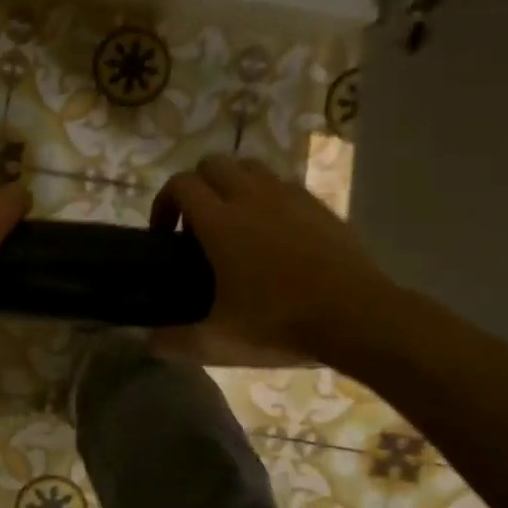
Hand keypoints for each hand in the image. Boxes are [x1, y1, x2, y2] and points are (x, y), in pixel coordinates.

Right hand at [149, 155, 396, 365]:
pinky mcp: (319, 205)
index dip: (164, 202)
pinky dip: (267, 196)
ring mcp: (289, 197)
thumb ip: (176, 342)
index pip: (181, 184)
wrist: (359, 317)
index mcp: (220, 222)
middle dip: (197, 186)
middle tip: (196, 225)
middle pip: (213, 164)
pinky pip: (283, 184)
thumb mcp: (220, 342)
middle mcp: (251, 198)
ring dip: (232, 184)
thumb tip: (148, 343)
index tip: (164, 234)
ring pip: (249, 167)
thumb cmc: (281, 323)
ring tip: (234, 221)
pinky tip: (273, 231)